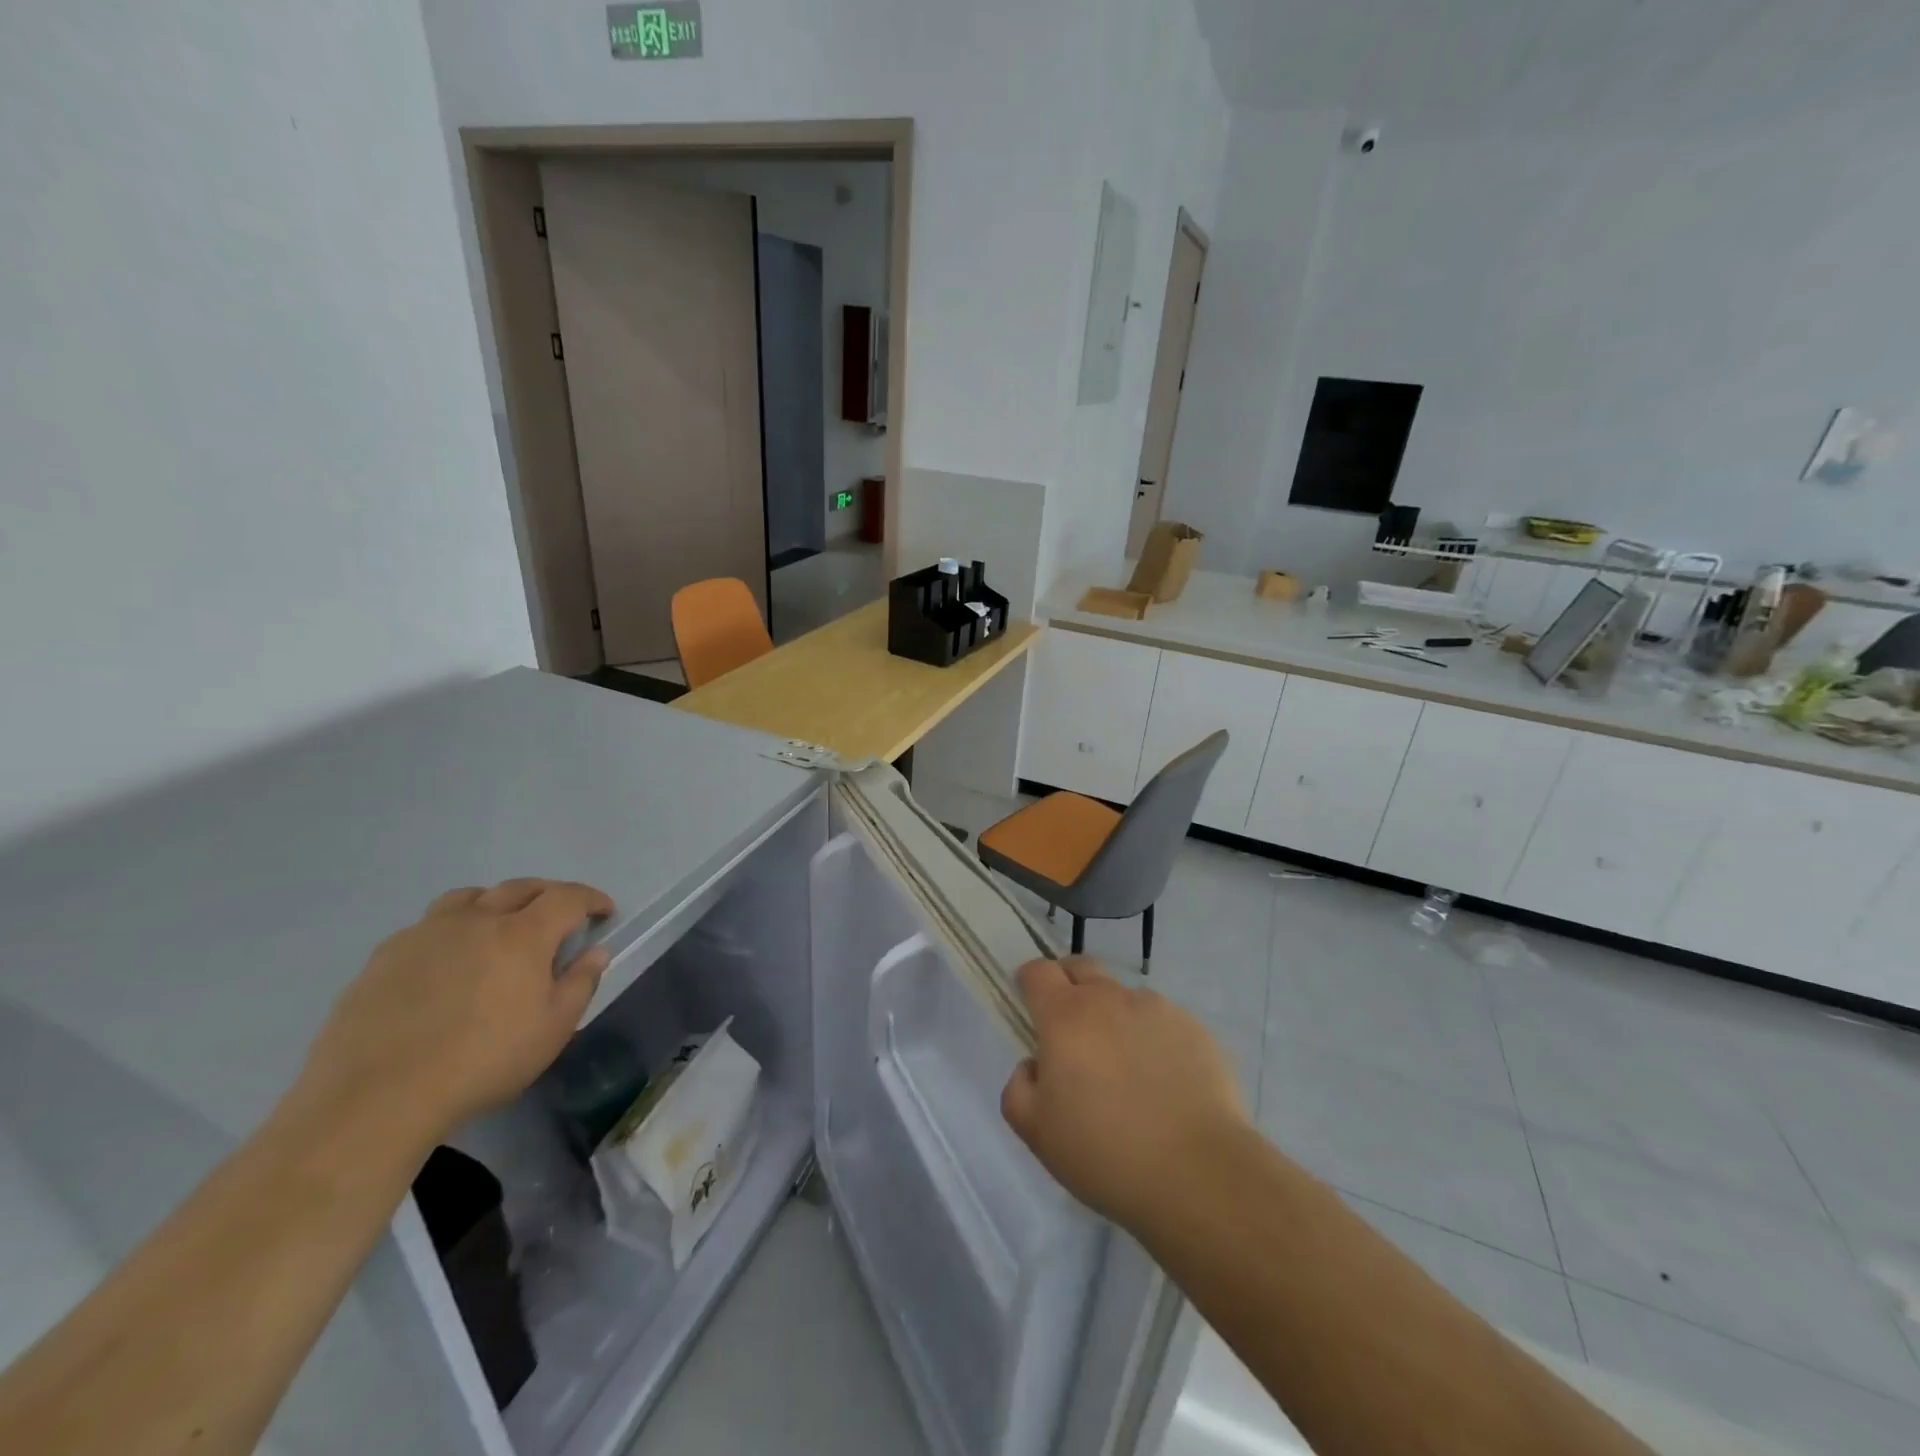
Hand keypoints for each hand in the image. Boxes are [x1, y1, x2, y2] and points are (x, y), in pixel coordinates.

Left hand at [294, 879, 614, 1146]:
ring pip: (469, 897)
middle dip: (548, 895)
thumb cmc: (482, 1062)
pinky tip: (447, 961)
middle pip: (520, 887)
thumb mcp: (552, 1030)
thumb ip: (580, 984)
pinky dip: (452, 929)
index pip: (568, 897)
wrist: (376, 1097)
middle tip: (560, 916)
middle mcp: (477, 920)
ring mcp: (426, 934)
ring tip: (499, 926)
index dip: (591, 899)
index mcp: (523, 934)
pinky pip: (428, 925)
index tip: (604, 911)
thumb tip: (595, 952)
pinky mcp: (385, 956)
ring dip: (496, 902)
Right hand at [1001, 956, 1247, 1231]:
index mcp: (1065, 1016)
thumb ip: (1019, 1087)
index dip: (1029, 981)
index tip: (1030, 1005)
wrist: (1197, 1173)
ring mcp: (1157, 1009)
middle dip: (1069, 984)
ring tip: (1126, 1069)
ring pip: (1124, 997)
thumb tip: (1034, 1065)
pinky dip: (1153, 1039)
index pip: (1038, 972)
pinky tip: (1163, 1083)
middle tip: (1070, 1027)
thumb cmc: (1104, 1152)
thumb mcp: (1036, 1132)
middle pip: (1081, 967)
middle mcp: (1109, 999)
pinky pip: (1162, 1022)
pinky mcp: (1195, 1029)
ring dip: (1115, 1017)